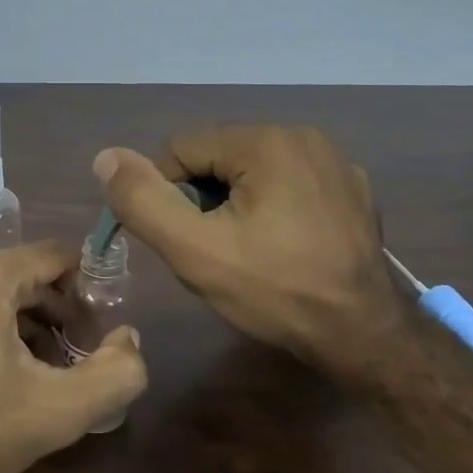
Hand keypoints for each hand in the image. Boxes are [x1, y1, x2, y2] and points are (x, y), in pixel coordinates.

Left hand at [0, 242, 147, 472]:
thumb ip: (116, 374)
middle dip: (52, 312)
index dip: (86, 291)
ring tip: (31, 370)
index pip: (54, 256)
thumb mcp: (55, 412)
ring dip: (16, 321)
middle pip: (19, 274)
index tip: (97, 330)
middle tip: (70, 358)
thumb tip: (130, 339)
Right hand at [93, 126, 405, 368]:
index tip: (186, 242)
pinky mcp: (353, 188)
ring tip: (250, 253)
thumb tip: (106, 157)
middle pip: (218, 158)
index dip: (169, 197)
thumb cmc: (276, 291)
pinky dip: (275, 207)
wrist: (365, 336)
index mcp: (266, 141)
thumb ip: (144, 201)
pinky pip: (290, 183)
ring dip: (237, 205)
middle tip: (218, 252)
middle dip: (205, 201)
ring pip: (253, 171)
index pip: (181, 150)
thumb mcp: (195, 251)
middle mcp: (304, 135)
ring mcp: (336, 161)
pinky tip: (286, 247)